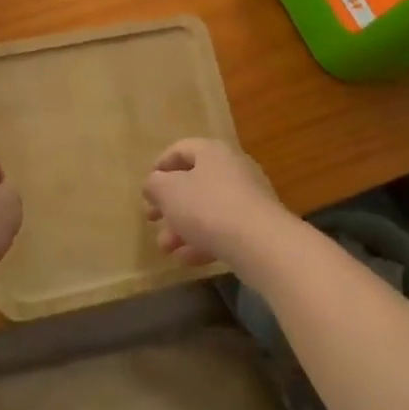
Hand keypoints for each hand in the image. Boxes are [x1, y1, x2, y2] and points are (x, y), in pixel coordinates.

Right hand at [142, 138, 290, 274]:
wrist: (261, 243)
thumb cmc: (208, 207)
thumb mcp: (169, 192)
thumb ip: (155, 184)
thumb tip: (154, 183)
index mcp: (212, 152)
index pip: (181, 150)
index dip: (160, 166)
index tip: (147, 188)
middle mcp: (233, 168)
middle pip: (194, 182)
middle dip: (169, 204)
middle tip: (152, 220)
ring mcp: (249, 197)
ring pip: (208, 209)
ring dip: (183, 227)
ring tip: (166, 249)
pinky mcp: (257, 225)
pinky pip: (224, 229)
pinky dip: (204, 241)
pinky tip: (187, 260)